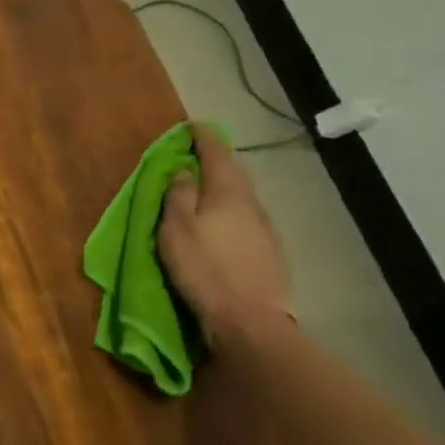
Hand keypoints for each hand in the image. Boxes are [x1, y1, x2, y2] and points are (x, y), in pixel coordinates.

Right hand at [157, 124, 292, 342]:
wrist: (250, 319)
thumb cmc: (204, 268)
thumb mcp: (176, 229)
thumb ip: (179, 196)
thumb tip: (184, 170)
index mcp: (229, 193)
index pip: (217, 153)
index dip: (204, 137)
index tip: (192, 125)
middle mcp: (252, 204)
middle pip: (234, 173)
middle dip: (215, 160)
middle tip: (194, 155)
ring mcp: (264, 229)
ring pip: (241, 196)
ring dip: (222, 187)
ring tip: (202, 188)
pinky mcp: (268, 252)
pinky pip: (245, 218)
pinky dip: (229, 210)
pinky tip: (219, 222)